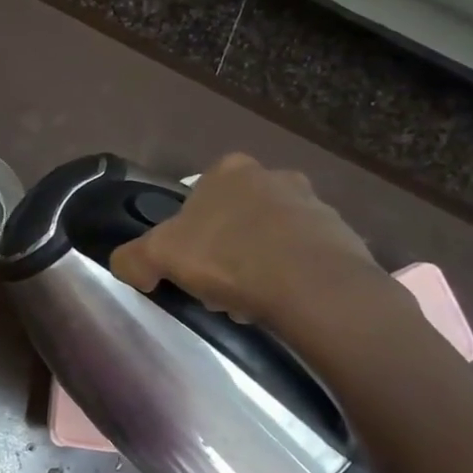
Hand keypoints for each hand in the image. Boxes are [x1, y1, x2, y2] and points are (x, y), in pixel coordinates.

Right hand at [109, 152, 387, 328]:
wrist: (312, 286)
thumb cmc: (228, 257)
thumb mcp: (158, 256)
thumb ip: (132, 258)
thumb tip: (130, 268)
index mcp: (229, 170)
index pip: (199, 198)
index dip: (189, 233)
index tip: (190, 263)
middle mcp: (274, 175)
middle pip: (236, 217)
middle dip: (226, 249)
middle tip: (218, 286)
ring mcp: (314, 203)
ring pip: (271, 237)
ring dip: (259, 264)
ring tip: (250, 302)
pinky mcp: (343, 236)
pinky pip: (304, 257)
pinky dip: (291, 276)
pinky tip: (281, 302)